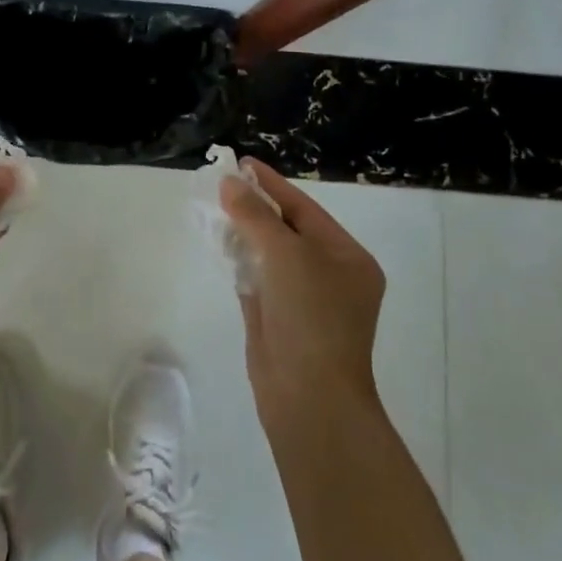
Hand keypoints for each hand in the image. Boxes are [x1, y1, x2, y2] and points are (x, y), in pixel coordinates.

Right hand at [220, 159, 385, 427]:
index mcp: (347, 257)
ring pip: (269, 254)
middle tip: (223, 182)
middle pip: (287, 229)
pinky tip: (218, 242)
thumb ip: (256, 216)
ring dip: (244, 231)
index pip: (305, 209)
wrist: (309, 397)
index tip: (242, 163)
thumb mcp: (286, 255)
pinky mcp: (278, 319)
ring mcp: (304, 300)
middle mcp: (330, 275)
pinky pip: (257, 278)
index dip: (272, 185)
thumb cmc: (311, 316)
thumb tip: (230, 183)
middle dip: (255, 206)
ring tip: (214, 205)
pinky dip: (240, 260)